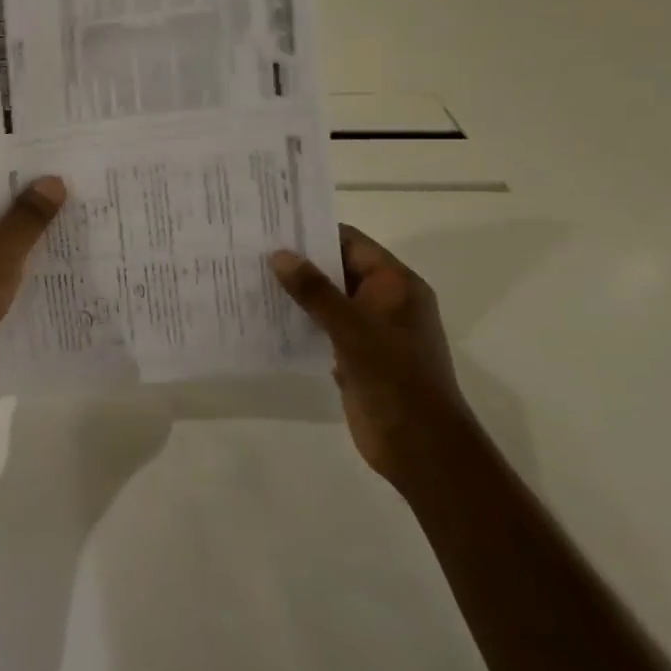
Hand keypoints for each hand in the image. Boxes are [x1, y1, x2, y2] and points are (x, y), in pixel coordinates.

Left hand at [0, 178, 65, 394]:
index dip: (27, 177)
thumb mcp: (5, 246)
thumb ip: (30, 214)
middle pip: (0, 211)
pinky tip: (56, 270)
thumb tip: (53, 180)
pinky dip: (22, 268)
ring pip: (3, 242)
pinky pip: (1, 269)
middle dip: (35, 210)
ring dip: (31, 242)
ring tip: (76, 233)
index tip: (63, 173)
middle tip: (80, 202)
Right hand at [269, 226, 469, 482]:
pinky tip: (265, 317)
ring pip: (328, 299)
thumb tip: (279, 255)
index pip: (351, 243)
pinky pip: (324, 326)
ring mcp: (371, 329)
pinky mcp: (356, 355)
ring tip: (250, 279)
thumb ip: (315, 290)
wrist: (419, 444)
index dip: (314, 232)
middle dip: (299, 262)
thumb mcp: (351, 327)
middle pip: (338, 268)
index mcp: (396, 284)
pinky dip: (299, 320)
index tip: (272, 226)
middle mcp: (385, 300)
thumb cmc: (393, 376)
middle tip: (252, 251)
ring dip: (296, 292)